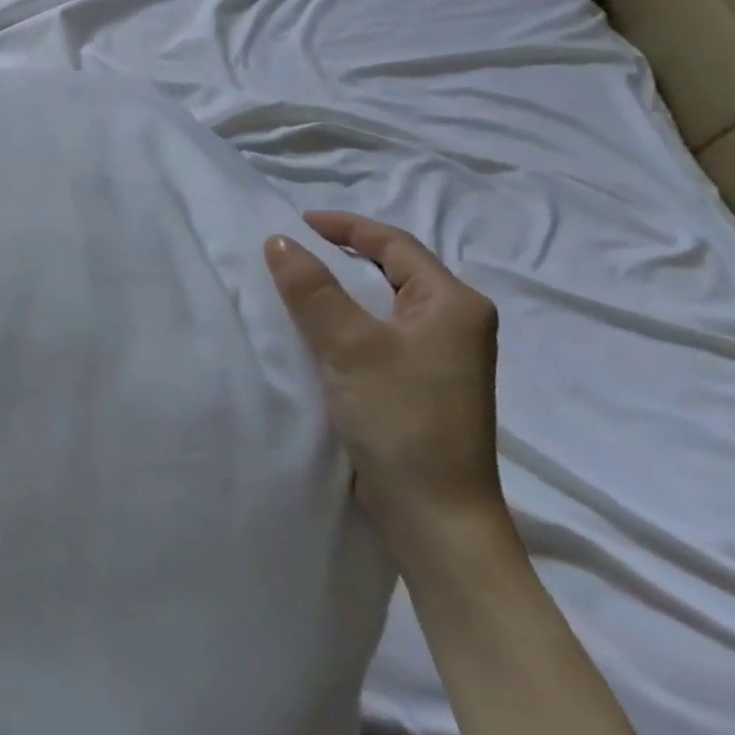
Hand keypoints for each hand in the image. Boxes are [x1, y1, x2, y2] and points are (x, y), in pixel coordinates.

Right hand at [264, 211, 502, 548]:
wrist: (435, 513)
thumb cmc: (401, 418)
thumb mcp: (350, 345)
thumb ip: (312, 289)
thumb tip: (279, 240)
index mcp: (453, 304)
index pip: (395, 244)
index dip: (346, 226)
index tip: (297, 221)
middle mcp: (455, 323)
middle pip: (394, 269)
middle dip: (344, 253)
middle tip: (295, 247)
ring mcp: (441, 356)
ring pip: (384, 302)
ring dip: (343, 287)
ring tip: (298, 281)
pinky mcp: (421, 383)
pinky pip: (380, 331)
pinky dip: (348, 318)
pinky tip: (318, 328)